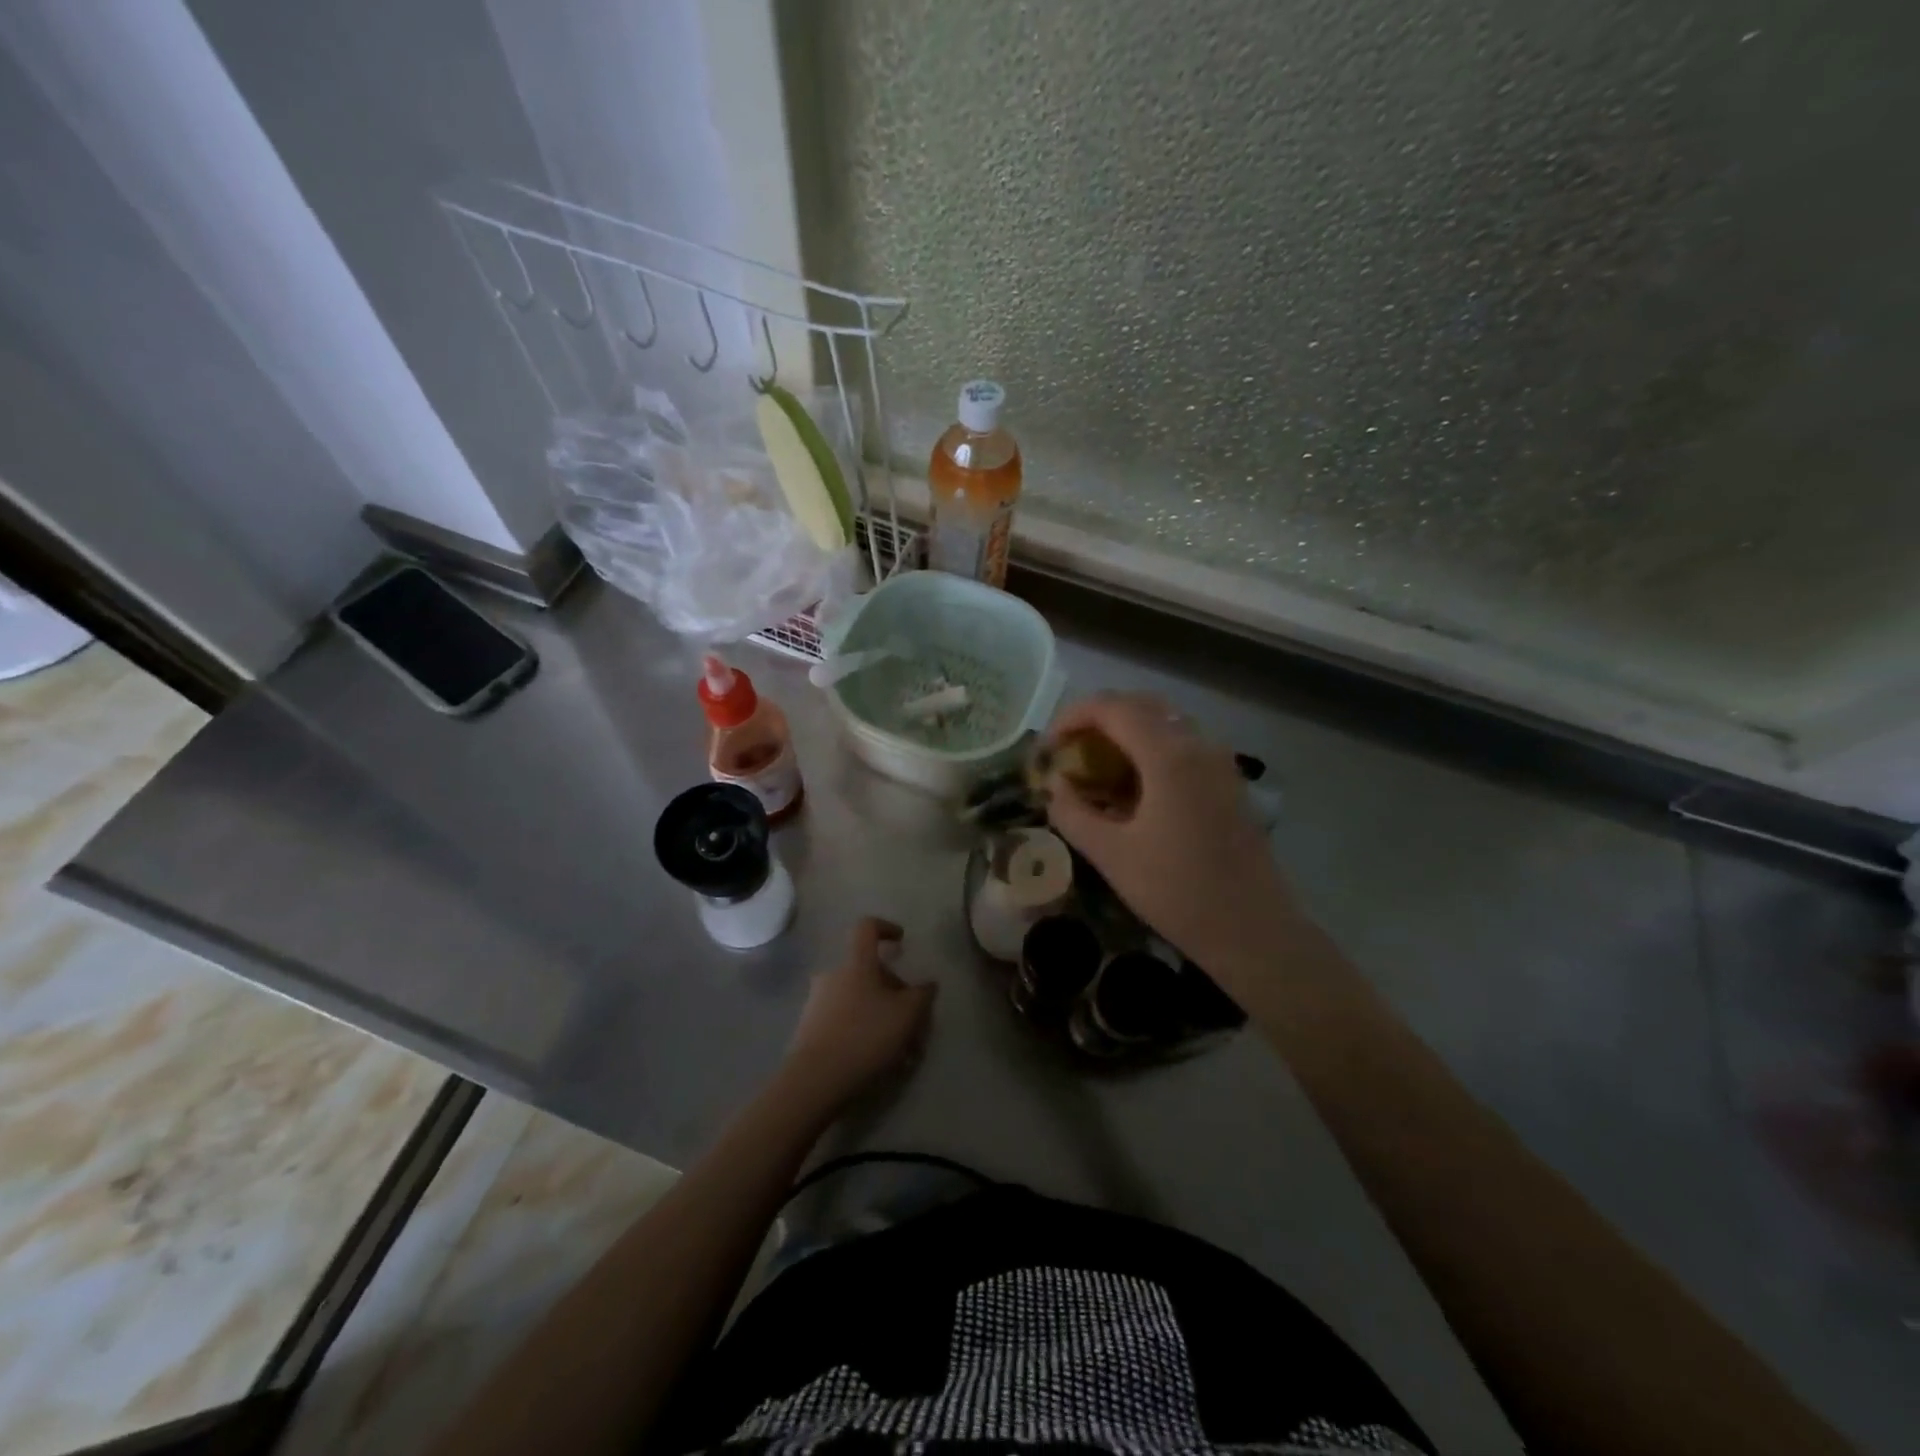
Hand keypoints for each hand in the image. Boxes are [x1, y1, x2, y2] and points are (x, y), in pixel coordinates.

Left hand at [781, 918, 936, 1117]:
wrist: (815, 1079)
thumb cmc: (865, 1036)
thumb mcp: (907, 1015)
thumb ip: (922, 995)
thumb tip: (927, 984)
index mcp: (856, 963)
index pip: (867, 928)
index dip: (886, 928)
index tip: (901, 941)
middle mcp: (833, 975)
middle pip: (868, 971)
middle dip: (893, 990)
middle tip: (914, 1020)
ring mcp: (818, 1002)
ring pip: (859, 999)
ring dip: (881, 1016)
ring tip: (902, 1050)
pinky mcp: (810, 1029)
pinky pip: (844, 1020)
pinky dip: (864, 1032)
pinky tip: (880, 1060)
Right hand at [1044, 694, 1301, 978]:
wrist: (1252, 931)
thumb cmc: (1177, 893)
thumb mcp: (1111, 856)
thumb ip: (1073, 813)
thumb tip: (1055, 786)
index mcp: (1169, 755)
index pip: (1112, 707)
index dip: (1072, 717)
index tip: (1048, 748)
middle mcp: (1198, 745)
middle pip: (1140, 705)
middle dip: (1098, 719)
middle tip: (1069, 751)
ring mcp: (1219, 762)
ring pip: (1165, 723)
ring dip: (1125, 733)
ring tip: (1096, 768)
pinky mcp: (1227, 782)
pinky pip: (1182, 745)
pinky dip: (1149, 749)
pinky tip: (1133, 788)